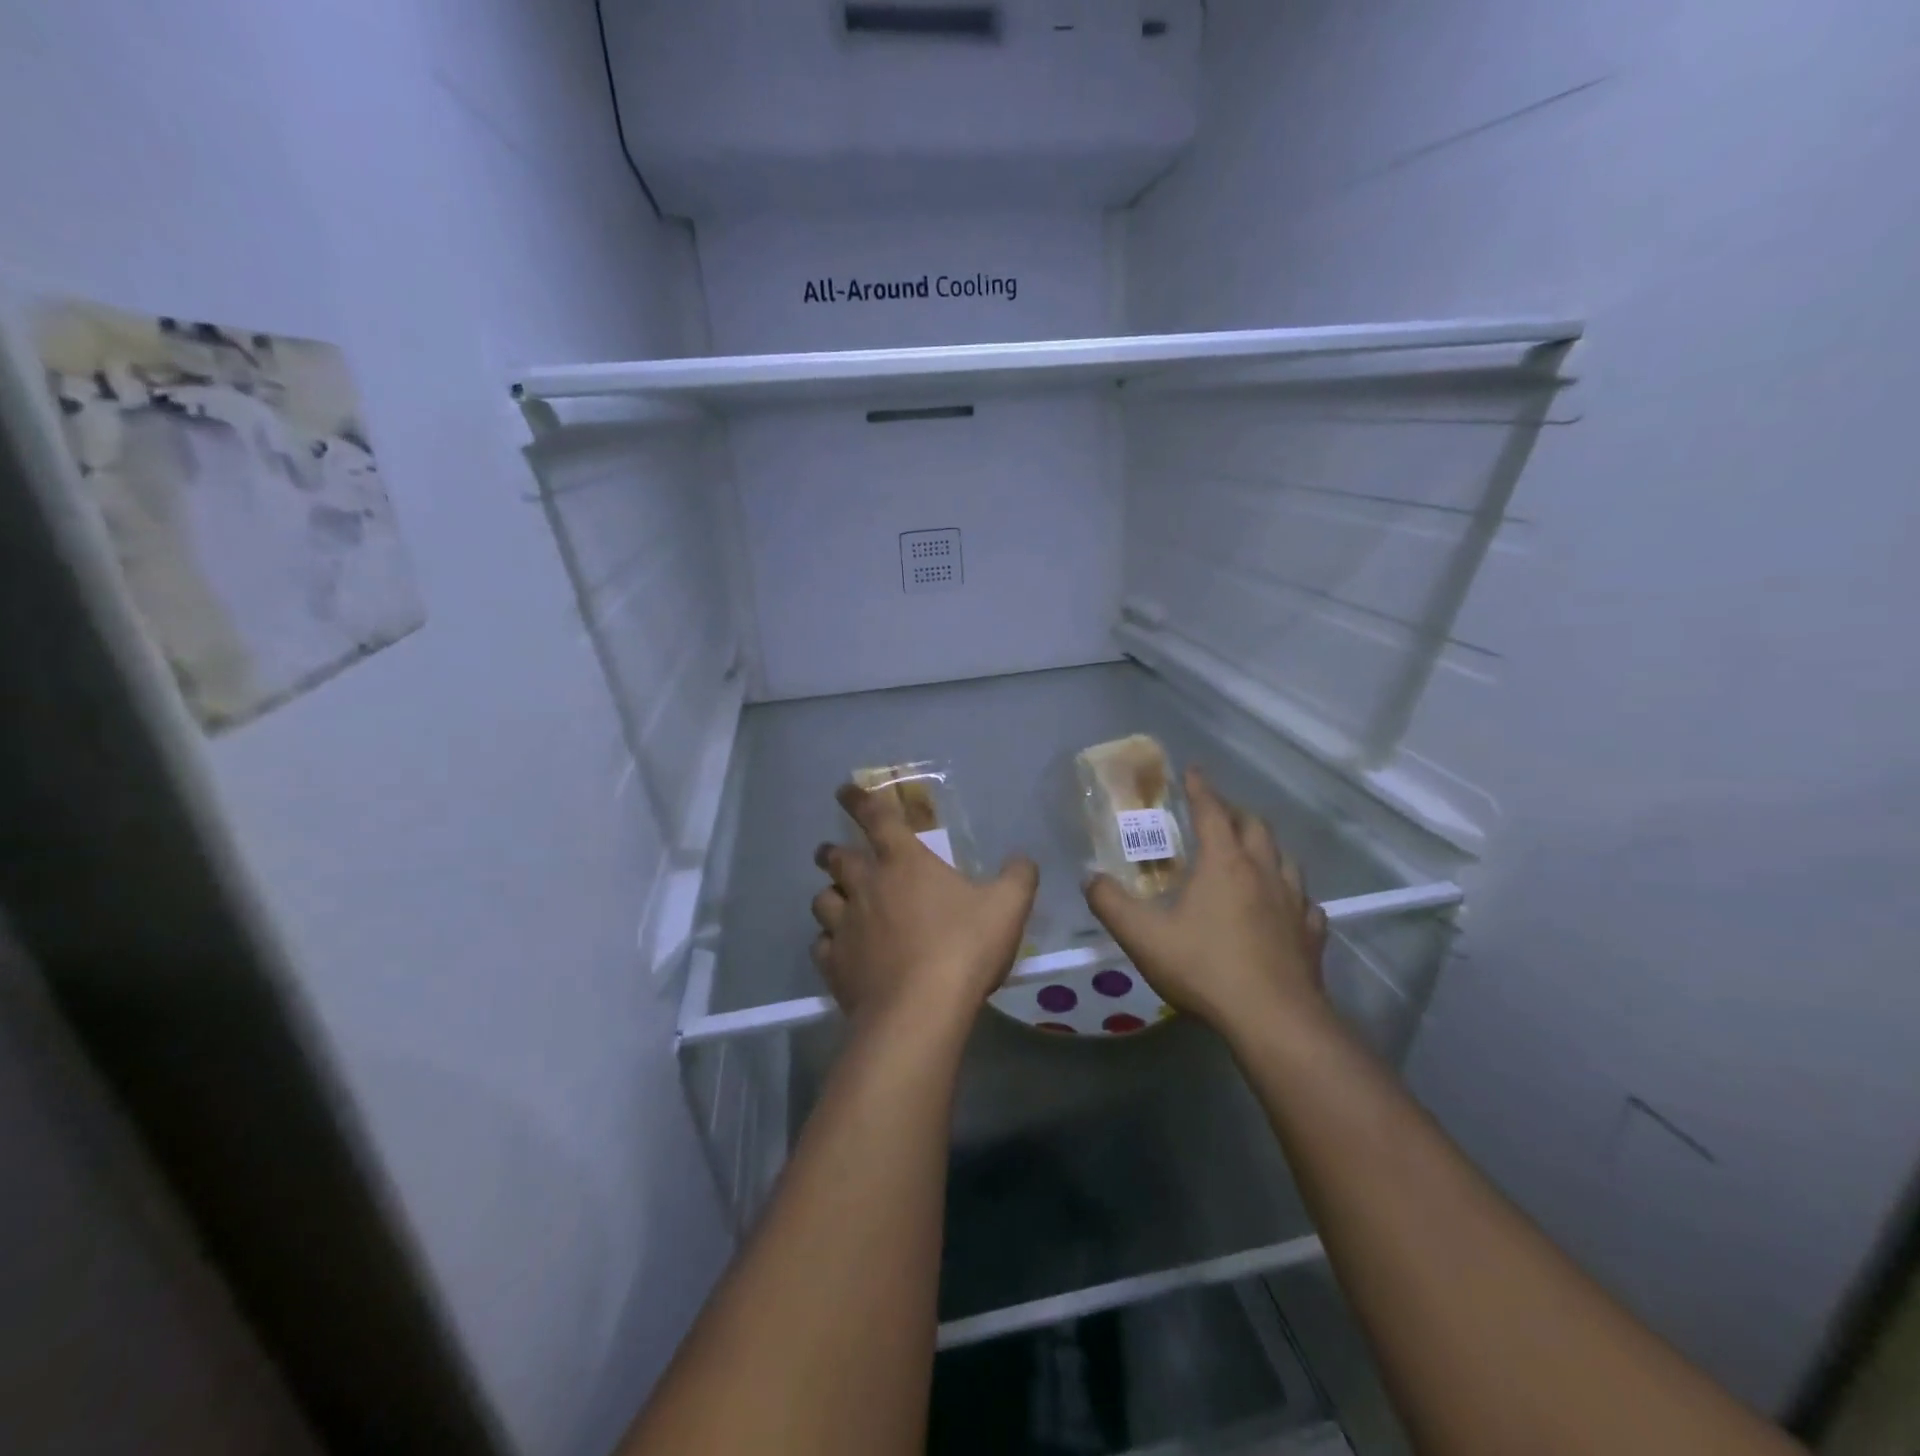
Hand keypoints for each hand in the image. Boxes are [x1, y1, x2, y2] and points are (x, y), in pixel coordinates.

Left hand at [812, 784, 1038, 1031]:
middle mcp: (867, 886)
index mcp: (904, 862)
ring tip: (836, 900)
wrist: (920, 1011)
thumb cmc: (964, 948)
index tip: (843, 790)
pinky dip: (827, 942)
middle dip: (832, 852)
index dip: (859, 799)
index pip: (876, 818)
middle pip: (837, 859)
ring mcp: (845, 926)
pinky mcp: (834, 965)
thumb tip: (1022, 859)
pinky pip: (821, 945)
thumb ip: (1018, 877)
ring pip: (822, 900)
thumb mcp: (1008, 907)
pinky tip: (838, 950)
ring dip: (828, 895)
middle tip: (832, 853)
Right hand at [1083, 768, 1328, 1034]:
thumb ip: (1110, 903)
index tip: (1193, 770)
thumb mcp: (1142, 936)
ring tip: (1252, 852)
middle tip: (1218, 813)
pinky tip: (1285, 906)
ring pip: (1285, 859)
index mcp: (1224, 863)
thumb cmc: (1205, 968)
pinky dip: (1292, 894)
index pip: (1213, 811)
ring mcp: (1294, 903)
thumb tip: (1089, 878)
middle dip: (1235, 812)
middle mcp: (1263, 872)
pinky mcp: (1310, 935)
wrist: (1274, 1020)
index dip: (1201, 789)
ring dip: (1267, 847)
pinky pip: (1305, 903)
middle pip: (1255, 827)